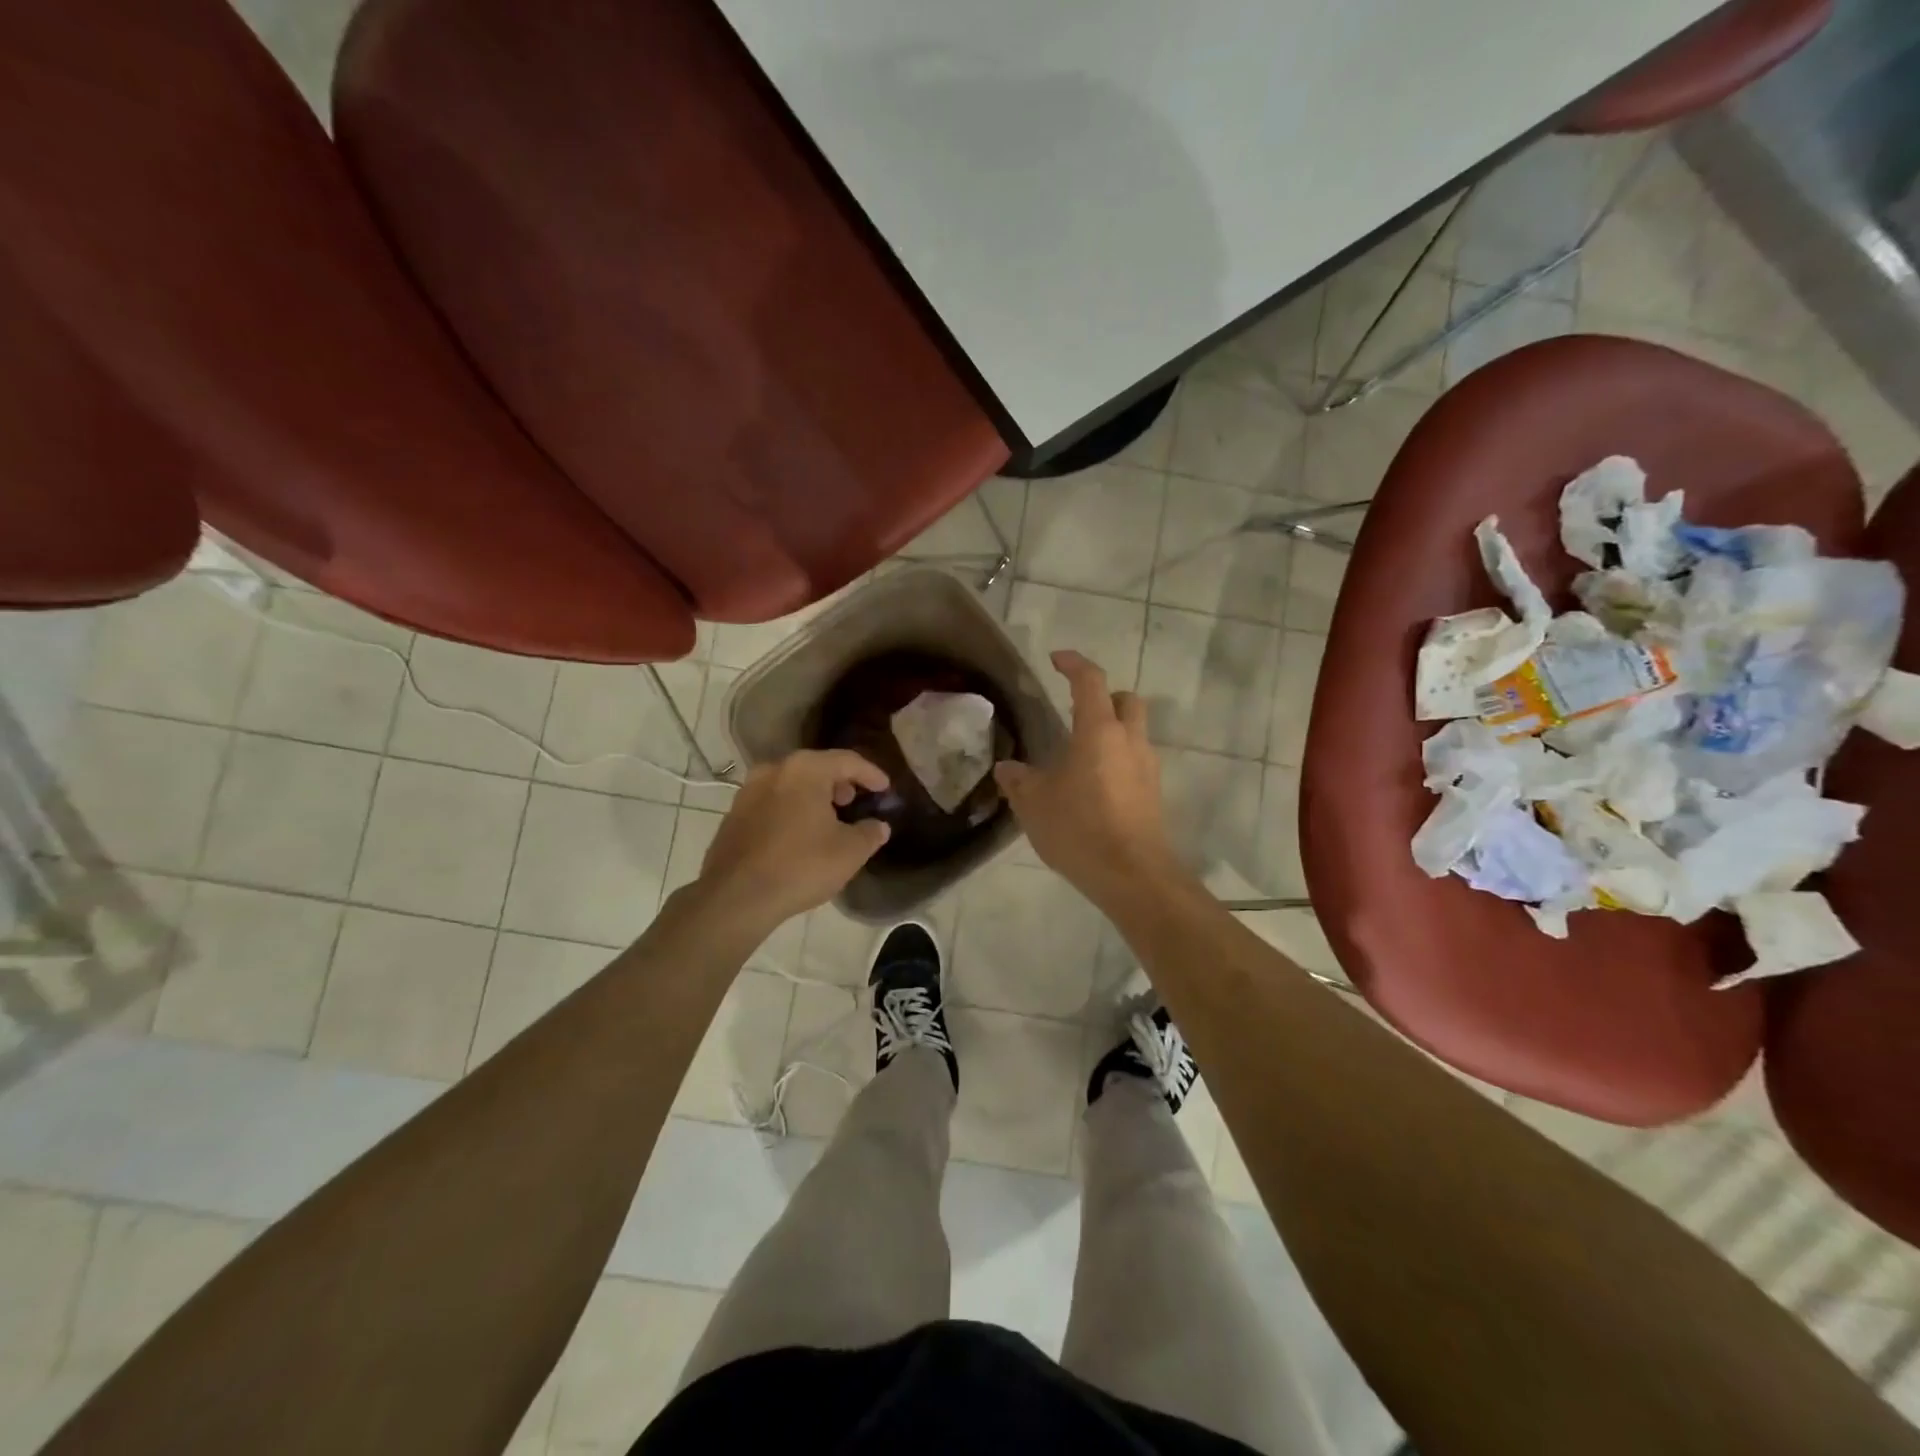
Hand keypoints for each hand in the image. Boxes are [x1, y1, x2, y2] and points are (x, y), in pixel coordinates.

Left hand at [696, 750, 891, 929]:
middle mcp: (774, 770)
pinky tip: (799, 834)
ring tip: (828, 819)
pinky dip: (791, 809)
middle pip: (816, 767)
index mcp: (805, 769)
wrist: (736, 897)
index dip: (871, 774)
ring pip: (791, 784)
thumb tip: (879, 826)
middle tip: (854, 801)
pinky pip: (772, 802)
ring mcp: (748, 791)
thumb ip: (870, 833)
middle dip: (839, 782)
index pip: (847, 760)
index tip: (885, 789)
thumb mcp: (850, 852)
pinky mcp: (733, 815)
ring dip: (813, 796)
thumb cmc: (801, 866)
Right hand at [993, 650, 1184, 909]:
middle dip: (1104, 696)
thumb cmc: (1080, 829)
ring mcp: (1147, 767)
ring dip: (1112, 730)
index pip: (1090, 681)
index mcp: (1099, 731)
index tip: (1056, 659)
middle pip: (1125, 700)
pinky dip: (1117, 759)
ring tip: (1080, 754)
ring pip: (1134, 731)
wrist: (1133, 876)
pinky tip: (1094, 785)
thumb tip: (1007, 768)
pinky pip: (1135, 761)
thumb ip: (1019, 781)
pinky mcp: (1153, 793)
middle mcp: (1129, 741)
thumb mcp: (1035, 804)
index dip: (1073, 664)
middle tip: (1076, 710)